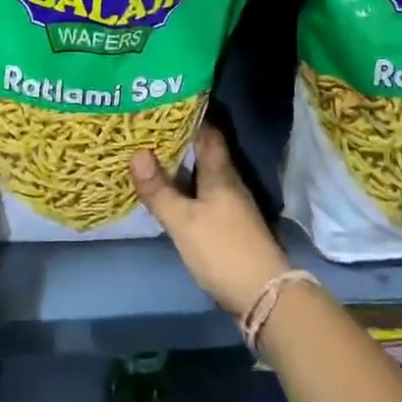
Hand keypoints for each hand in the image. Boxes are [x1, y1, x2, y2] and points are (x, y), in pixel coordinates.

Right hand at [130, 126, 291, 315]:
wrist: (264, 296)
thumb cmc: (223, 250)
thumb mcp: (183, 221)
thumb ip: (159, 189)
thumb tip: (136, 152)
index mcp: (220, 172)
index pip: (207, 132)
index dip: (187, 115)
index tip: (161, 104)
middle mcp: (228, 182)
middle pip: (203, 152)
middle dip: (177, 140)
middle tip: (145, 130)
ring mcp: (231, 204)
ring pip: (202, 174)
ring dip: (180, 165)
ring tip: (149, 156)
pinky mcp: (229, 225)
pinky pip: (202, 194)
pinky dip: (184, 188)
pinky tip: (167, 193)